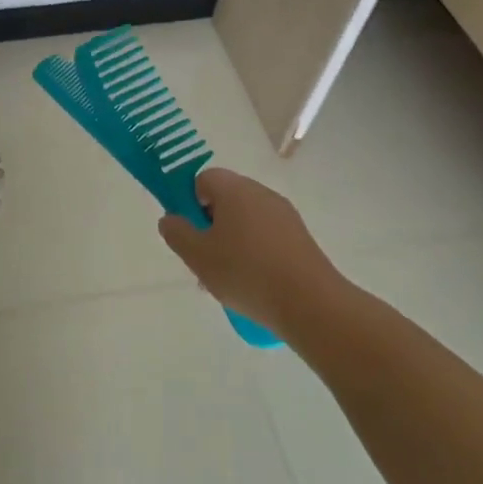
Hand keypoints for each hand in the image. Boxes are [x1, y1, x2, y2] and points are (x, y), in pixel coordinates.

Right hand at [157, 168, 341, 339]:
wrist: (311, 304)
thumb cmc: (246, 273)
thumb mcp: (197, 256)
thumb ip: (177, 233)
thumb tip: (171, 219)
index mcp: (234, 189)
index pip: (203, 179)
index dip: (190, 202)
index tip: (190, 233)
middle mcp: (261, 193)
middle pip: (225, 200)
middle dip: (209, 227)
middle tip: (204, 260)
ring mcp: (284, 215)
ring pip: (245, 221)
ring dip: (231, 243)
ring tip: (227, 281)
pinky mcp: (300, 238)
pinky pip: (266, 237)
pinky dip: (254, 253)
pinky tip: (252, 285)